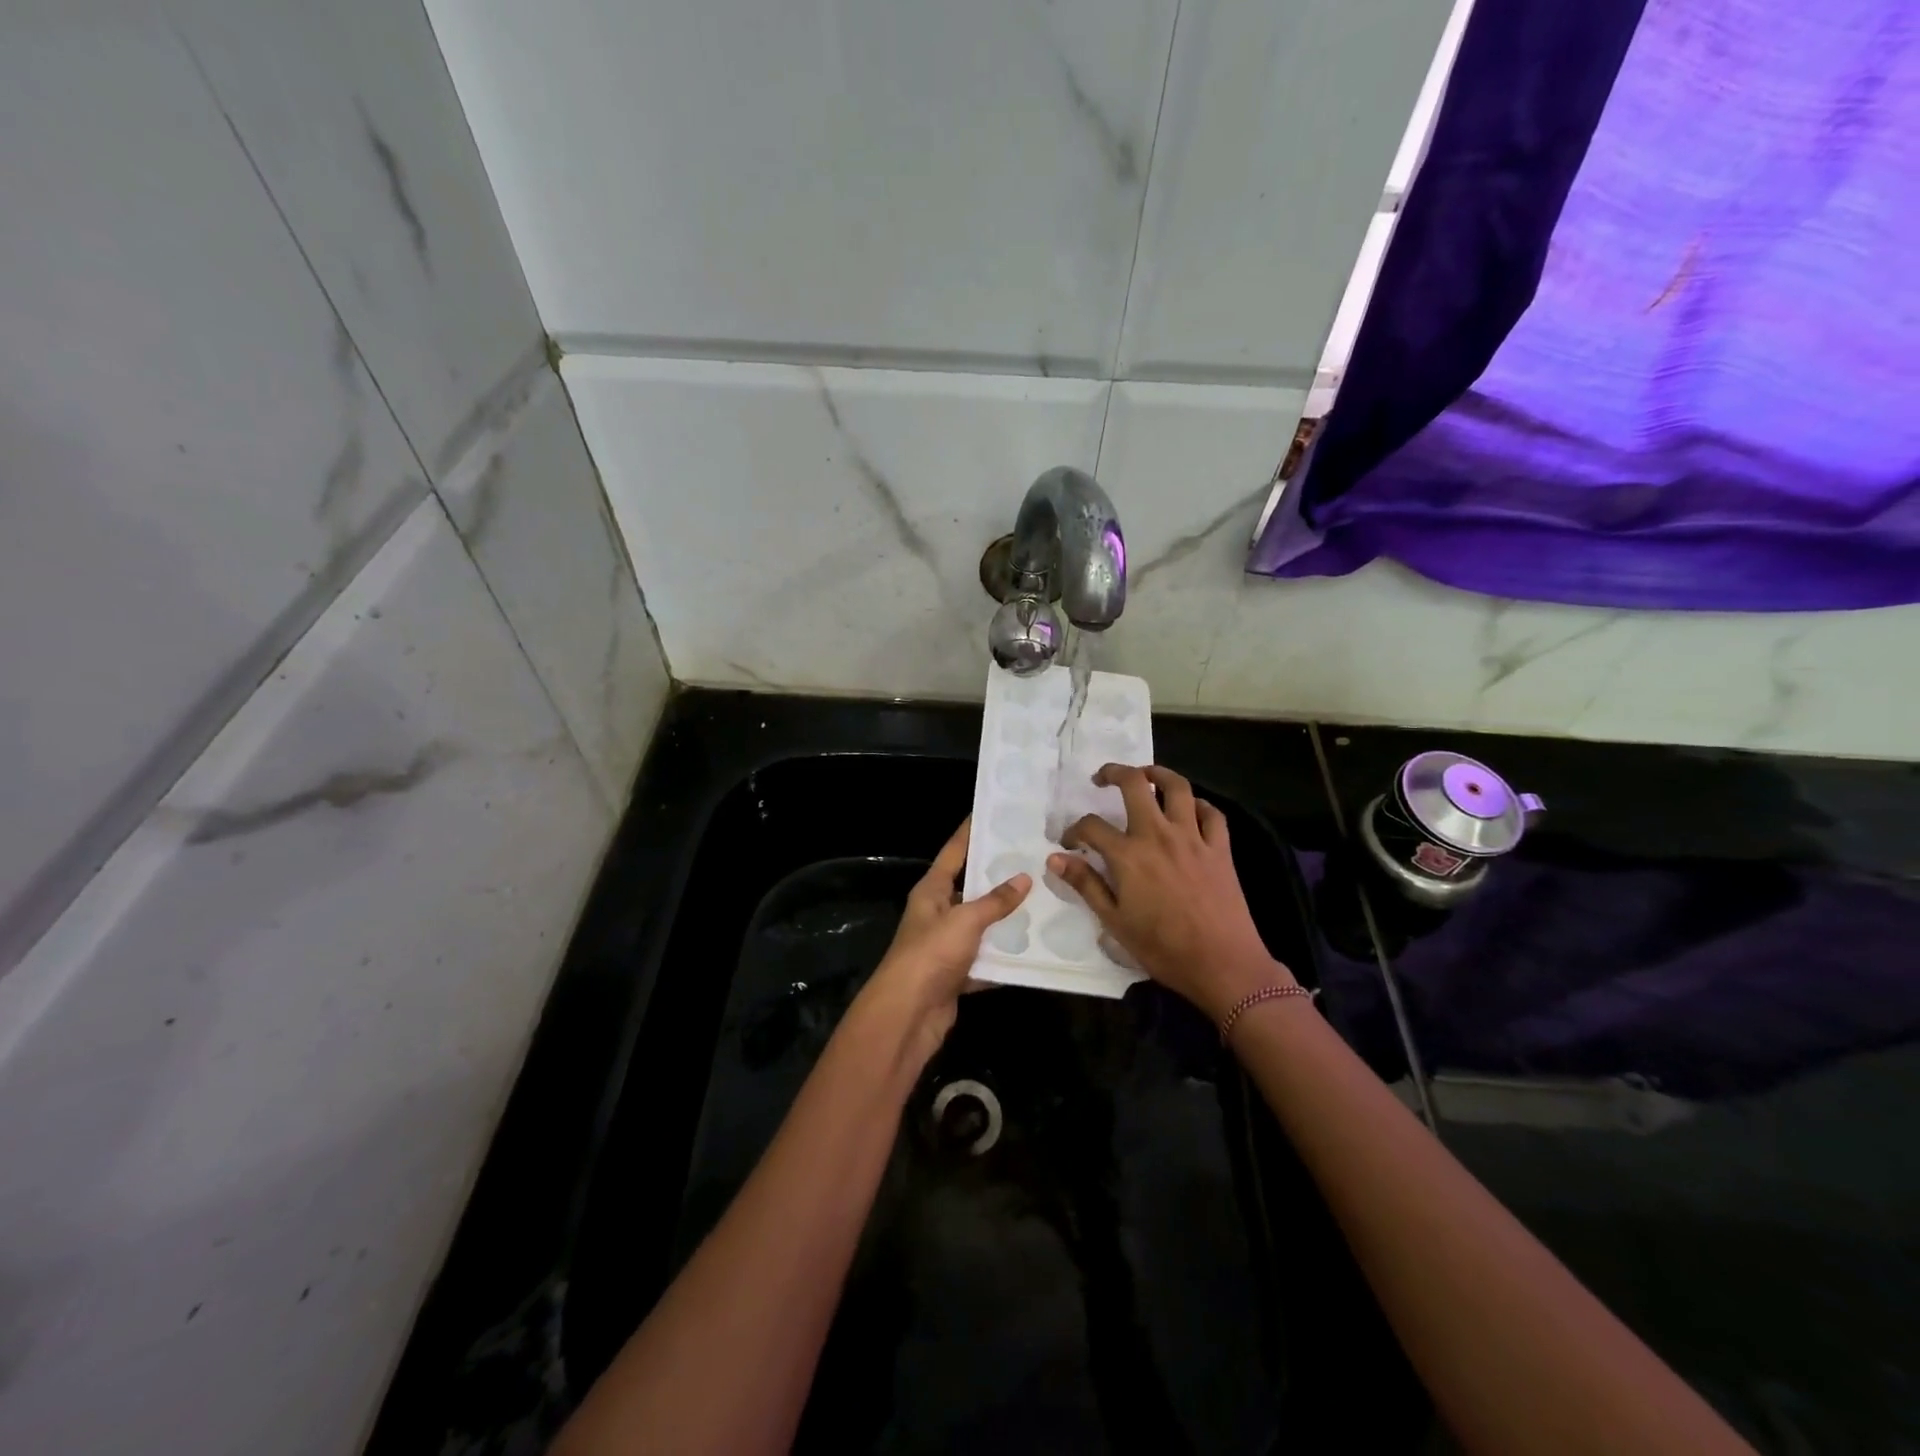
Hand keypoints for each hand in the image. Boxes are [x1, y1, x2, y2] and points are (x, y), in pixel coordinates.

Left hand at [854, 817, 1030, 1060]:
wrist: (908, 1014)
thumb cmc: (931, 954)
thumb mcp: (965, 920)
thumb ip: (995, 901)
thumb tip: (1024, 879)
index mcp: (931, 890)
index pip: (954, 851)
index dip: (971, 832)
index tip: (994, 814)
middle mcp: (937, 913)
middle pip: (971, 888)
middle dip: (999, 877)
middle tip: (1034, 859)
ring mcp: (946, 945)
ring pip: (982, 925)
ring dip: (1007, 919)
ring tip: (1044, 901)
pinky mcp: (957, 974)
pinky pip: (987, 959)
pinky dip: (1006, 957)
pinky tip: (1034, 949)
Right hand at [1047, 765, 1290, 1021]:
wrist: (1222, 964)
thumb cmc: (1162, 948)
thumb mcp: (1114, 922)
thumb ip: (1086, 885)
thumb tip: (1055, 859)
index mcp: (1128, 855)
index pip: (1091, 826)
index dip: (1074, 830)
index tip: (1070, 843)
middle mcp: (1158, 835)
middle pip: (1134, 784)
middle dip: (1114, 773)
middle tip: (1103, 778)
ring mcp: (1193, 838)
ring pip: (1177, 787)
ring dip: (1158, 773)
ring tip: (1145, 775)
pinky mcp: (1220, 848)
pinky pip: (1211, 813)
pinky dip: (1198, 805)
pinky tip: (1189, 810)